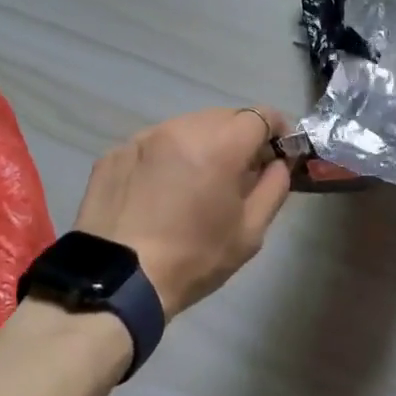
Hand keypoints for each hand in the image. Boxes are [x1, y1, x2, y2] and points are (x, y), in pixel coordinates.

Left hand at [73, 106, 292, 317]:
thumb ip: (273, 188)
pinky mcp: (116, 151)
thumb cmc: (193, 259)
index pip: (260, 115)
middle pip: (223, 116)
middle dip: (239, 137)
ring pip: (186, 126)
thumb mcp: (249, 232)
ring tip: (197, 181)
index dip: (277, 129)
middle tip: (241, 171)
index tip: (280, 151)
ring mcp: (144, 137)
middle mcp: (181, 128)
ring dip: (201, 144)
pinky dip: (166, 158)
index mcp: (220, 144)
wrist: (117, 281)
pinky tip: (160, 191)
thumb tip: (278, 163)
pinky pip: (154, 144)